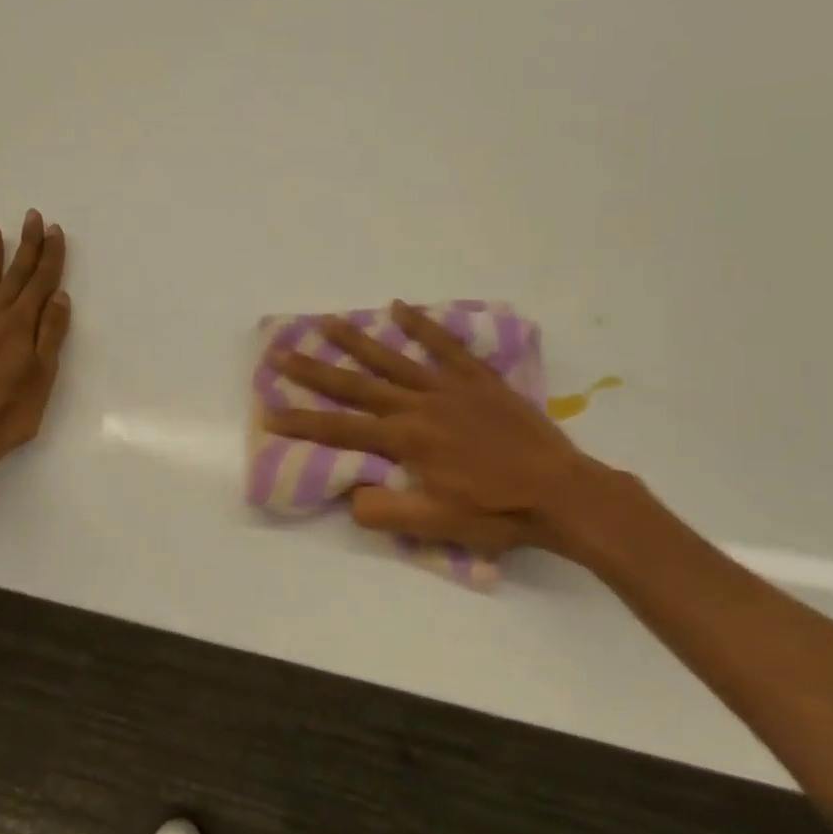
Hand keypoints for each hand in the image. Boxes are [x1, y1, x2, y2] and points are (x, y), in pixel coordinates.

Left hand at [0, 209, 70, 479]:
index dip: (49, 256)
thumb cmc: (10, 412)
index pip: (40, 282)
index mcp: (21, 326)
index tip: (54, 230)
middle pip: (14, 276)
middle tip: (32, 217)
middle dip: (26, 245)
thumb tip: (58, 296)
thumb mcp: (43, 375)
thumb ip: (50, 334)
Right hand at [268, 300, 640, 562]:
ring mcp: (449, 387)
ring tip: (328, 322)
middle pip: (358, 386)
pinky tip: (400, 307)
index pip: (342, 430)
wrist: (561, 492)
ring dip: (358, 341)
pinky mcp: (478, 379)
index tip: (270, 411)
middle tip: (282, 351)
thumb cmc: (497, 513)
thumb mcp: (437, 526)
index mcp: (407, 441)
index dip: (303, 422)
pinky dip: (422, 326)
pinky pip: (445, 346)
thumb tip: (350, 493)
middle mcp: (420, 406)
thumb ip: (386, 510)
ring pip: (394, 359)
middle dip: (316, 371)